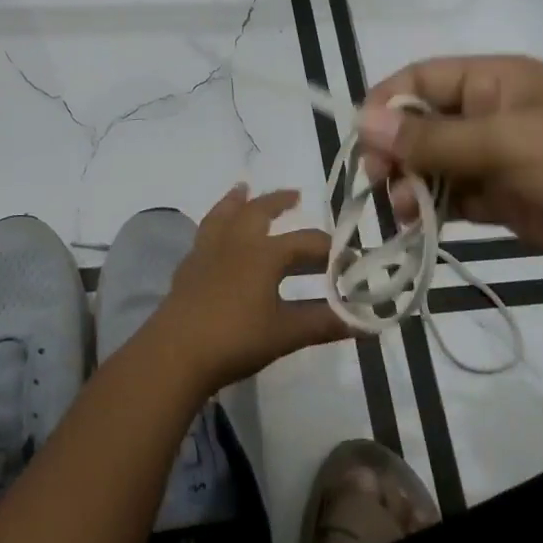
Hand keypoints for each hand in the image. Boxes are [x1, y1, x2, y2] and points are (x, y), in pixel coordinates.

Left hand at [143, 185, 341, 391]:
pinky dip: (215, 225)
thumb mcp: (286, 333)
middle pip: (259, 211)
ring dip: (237, 201)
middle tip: (295, 194)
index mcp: (265, 253)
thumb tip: (366, 323)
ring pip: (224, 215)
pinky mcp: (188, 268)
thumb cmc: (236, 338)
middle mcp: (236, 242)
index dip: (331, 249)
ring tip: (242, 189)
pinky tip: (215, 237)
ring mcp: (207, 252)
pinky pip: (204, 234)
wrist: (176, 352)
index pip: (306, 242)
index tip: (350, 257)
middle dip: (278, 201)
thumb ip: (325, 323)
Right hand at [359, 55, 542, 296]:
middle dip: (396, 150)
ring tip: (405, 211)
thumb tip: (363, 121)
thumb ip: (434, 136)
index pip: (422, 77)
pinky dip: (434, 208)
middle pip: (422, 122)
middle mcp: (493, 112)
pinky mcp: (508, 199)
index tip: (364, 142)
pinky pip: (455, 196)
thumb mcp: (508, 142)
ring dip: (411, 183)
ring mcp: (500, 158)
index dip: (387, 103)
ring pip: (434, 163)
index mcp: (496, 79)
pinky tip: (421, 224)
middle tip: (380, 182)